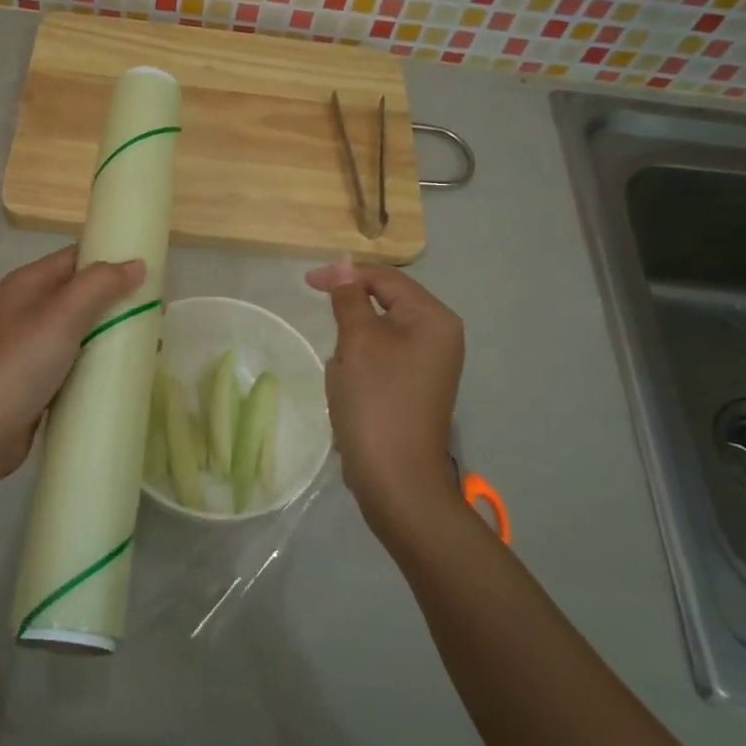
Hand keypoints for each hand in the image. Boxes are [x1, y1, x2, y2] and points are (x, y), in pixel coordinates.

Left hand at [0, 245, 144, 484]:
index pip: (76, 257)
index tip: (152, 273)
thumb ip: (100, 285)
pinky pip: (75, 360)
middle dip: (118, 301)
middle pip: (81, 293)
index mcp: (27, 284)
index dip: (112, 259)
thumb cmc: (18, 366)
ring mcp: (30, 346)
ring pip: (81, 329)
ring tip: (148, 346)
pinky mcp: (36, 379)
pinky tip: (122, 373)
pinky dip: (98, 362)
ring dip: (112, 333)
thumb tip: (137, 263)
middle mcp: (26, 309)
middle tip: (157, 315)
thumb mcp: (61, 316)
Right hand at [305, 261, 462, 536]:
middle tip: (328, 336)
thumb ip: (349, 299)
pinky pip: (382, 359)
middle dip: (350, 318)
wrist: (395, 478)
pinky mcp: (415, 387)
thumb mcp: (357, 342)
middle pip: (386, 304)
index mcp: (434, 319)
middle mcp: (440, 336)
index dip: (345, 275)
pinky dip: (360, 366)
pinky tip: (350, 389)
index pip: (386, 279)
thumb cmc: (376, 401)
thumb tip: (343, 268)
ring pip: (379, 334)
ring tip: (344, 375)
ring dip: (353, 346)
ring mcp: (430, 364)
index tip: (306, 283)